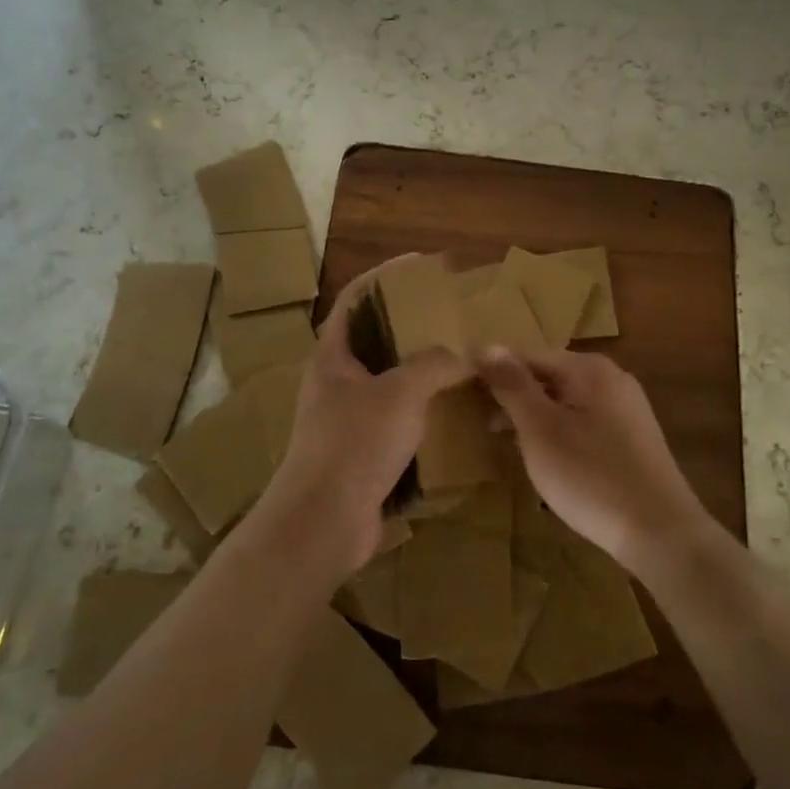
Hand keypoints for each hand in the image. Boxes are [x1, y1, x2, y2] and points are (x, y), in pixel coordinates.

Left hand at [259, 259, 469, 574]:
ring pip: (387, 384)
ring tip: (458, 363)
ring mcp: (346, 421)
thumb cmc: (355, 443)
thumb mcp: (400, 393)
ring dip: (418, 374)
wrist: (324, 522)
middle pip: (372, 341)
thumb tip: (464, 356)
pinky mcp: (361, 455)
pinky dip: (421, 414)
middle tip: (448, 319)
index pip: (353, 299)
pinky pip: (396, 423)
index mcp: (332, 357)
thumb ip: (434, 365)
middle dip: (407, 327)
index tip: (418, 266)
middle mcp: (335, 383)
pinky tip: (452, 414)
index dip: (382, 276)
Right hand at [477, 347, 708, 572]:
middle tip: (480, 421)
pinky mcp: (632, 439)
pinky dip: (558, 432)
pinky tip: (545, 458)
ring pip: (566, 402)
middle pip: (549, 376)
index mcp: (590, 369)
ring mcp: (626, 409)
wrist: (662, 535)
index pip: (529, 355)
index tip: (465, 393)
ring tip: (504, 441)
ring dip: (534, 417)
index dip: (494, 372)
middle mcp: (612, 379)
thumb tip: (485, 346)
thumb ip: (513, 386)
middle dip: (514, 396)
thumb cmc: (592, 477)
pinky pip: (583, 422)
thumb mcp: (540, 430)